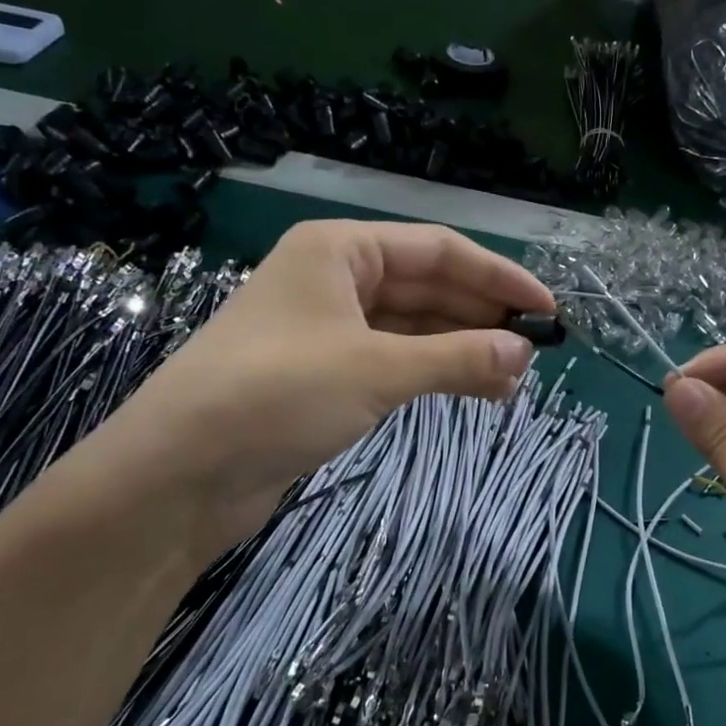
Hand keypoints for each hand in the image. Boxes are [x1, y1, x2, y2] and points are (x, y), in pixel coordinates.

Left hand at [78, 220, 549, 556]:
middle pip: (427, 287)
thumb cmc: (277, 394)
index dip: (498, 277)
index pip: (438, 250)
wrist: (178, 475)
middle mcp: (335, 280)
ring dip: (462, 350)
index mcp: (340, 251)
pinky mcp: (324, 375)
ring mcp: (328, 329)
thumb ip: (457, 358)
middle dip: (481, 317)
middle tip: (534, 354)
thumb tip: (523, 353)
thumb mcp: (376, 369)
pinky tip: (470, 391)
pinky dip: (432, 373)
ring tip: (511, 381)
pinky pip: (394, 361)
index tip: (546, 308)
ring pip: (413, 328)